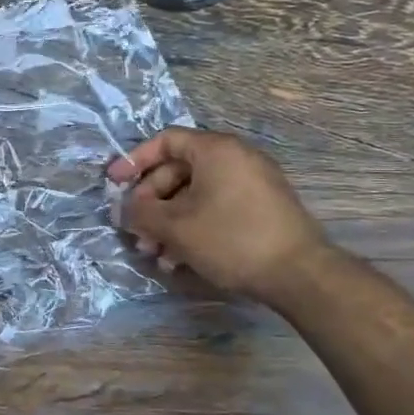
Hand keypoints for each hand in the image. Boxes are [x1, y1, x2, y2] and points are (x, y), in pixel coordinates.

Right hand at [107, 127, 329, 298]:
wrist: (299, 274)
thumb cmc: (231, 238)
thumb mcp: (175, 226)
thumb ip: (141, 212)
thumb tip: (123, 208)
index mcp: (215, 150)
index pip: (165, 141)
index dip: (134, 160)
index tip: (114, 184)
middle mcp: (236, 158)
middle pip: (178, 171)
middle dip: (151, 203)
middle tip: (136, 230)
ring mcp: (252, 183)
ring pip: (195, 195)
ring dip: (168, 221)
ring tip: (155, 254)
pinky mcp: (261, 209)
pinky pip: (216, 208)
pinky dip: (193, 227)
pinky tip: (180, 259)